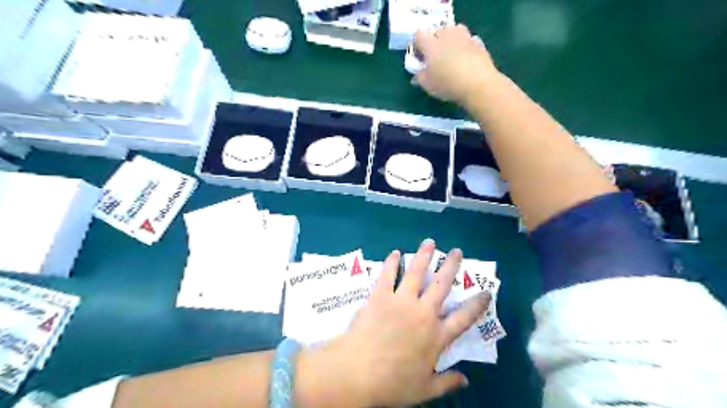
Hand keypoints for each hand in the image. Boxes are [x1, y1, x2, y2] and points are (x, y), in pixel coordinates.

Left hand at [315, 238, 490, 407]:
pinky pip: (388, 275)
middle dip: (451, 266)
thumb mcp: (424, 390)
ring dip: (424, 256)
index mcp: (436, 336)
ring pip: (416, 273)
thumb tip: (465, 380)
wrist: (358, 373)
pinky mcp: (380, 296)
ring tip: (430, 242)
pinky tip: (395, 253)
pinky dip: (392, 262)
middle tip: (457, 252)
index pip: (464, 318)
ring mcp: (401, 301)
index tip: (486, 292)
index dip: (477, 304)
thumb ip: (446, 383)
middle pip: (441, 285)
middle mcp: (423, 313)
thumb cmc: (393, 384)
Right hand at [414, 23, 500, 106]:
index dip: (419, 44)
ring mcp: (464, 37)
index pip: (419, 35)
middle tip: (436, 57)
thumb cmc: (448, 84)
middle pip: (437, 31)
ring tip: (451, 54)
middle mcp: (446, 36)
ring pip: (454, 31)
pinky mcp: (477, 42)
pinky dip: (465, 46)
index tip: (421, 56)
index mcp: (431, 45)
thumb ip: (420, 76)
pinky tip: (465, 59)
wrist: (478, 84)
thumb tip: (418, 73)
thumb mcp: (428, 85)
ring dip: (451, 39)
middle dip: (435, 41)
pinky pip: (467, 40)